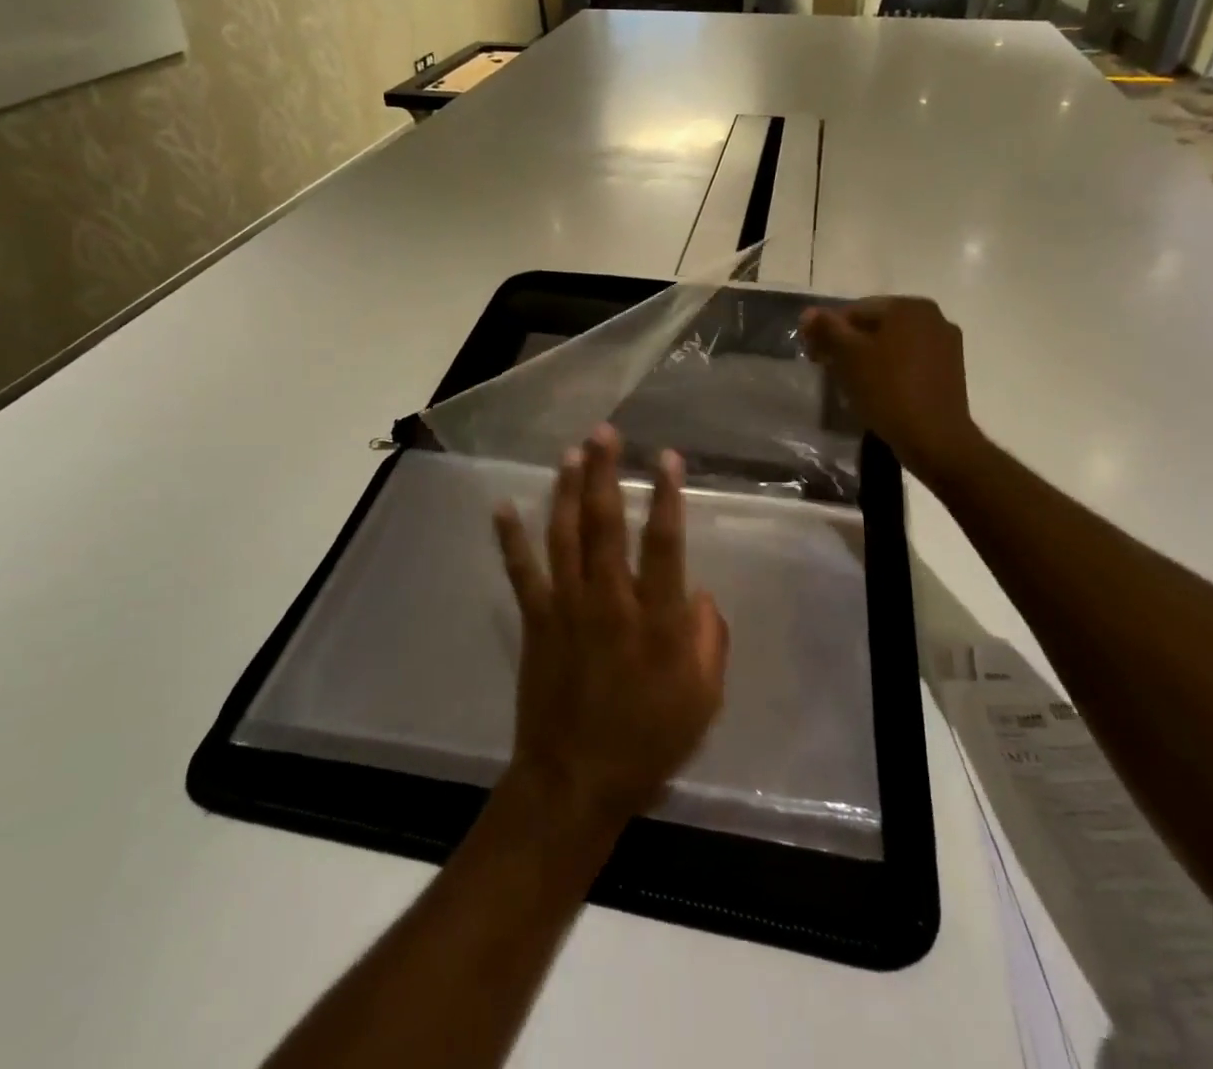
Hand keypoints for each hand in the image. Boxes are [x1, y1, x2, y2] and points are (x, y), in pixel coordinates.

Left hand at [492, 425, 729, 831]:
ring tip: (571, 452)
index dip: (666, 495)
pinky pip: (521, 571)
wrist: (575, 780)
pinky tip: (502, 506)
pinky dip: (510, 538)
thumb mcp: (703, 699)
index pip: (664, 542)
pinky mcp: (535, 620)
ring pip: (564, 534)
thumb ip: (710, 640)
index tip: (666, 456)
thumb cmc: (648, 741)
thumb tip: (700, 594)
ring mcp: (566, 607)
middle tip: (605, 432)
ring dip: (566, 489)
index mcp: (656, 618)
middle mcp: (609, 600)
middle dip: (605, 473)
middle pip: (605, 523)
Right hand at [800, 296, 983, 487]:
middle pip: (876, 324)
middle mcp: (933, 316)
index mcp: (908, 306)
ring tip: (850, 381)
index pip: (855, 310)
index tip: (813, 354)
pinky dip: (890, 368)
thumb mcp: (848, 357)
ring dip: (869, 356)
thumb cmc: (887, 390)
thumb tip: (808, 313)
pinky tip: (877, 388)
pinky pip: (910, 360)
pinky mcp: (951, 369)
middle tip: (828, 367)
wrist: (934, 438)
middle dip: (849, 343)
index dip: (828, 330)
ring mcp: (946, 343)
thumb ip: (827, 329)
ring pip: (893, 343)